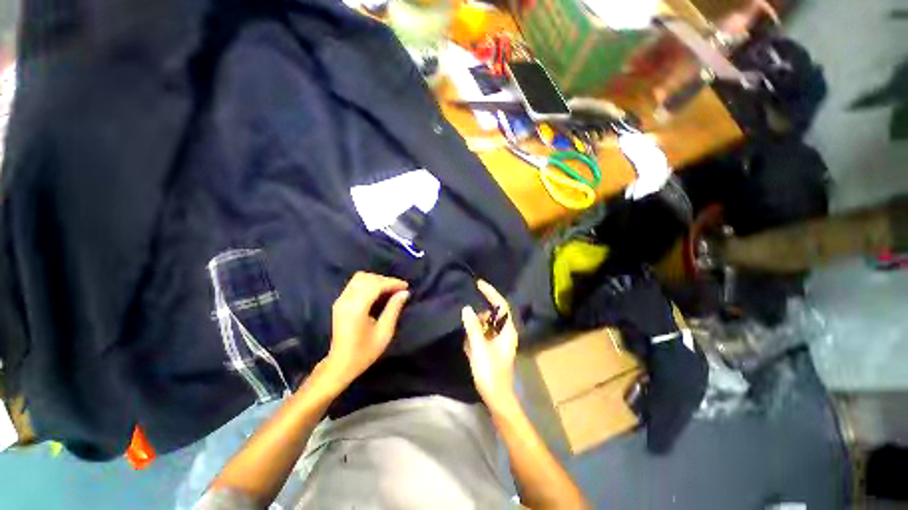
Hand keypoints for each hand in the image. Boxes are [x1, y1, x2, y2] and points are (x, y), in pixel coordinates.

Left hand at [325, 272, 409, 387]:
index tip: (405, 286)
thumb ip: (393, 309)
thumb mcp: (384, 333)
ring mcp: (341, 300)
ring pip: (359, 278)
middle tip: (398, 289)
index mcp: (356, 309)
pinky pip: (355, 284)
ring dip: (376, 280)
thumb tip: (404, 293)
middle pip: (366, 278)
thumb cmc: (365, 352)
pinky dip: (369, 283)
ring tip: (390, 290)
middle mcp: (346, 300)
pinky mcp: (340, 302)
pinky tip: (378, 293)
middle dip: (385, 280)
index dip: (392, 283)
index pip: (375, 285)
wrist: (340, 364)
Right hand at [462, 280, 519, 414]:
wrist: (496, 398)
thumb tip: (466, 308)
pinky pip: (483, 335)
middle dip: (479, 316)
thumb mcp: (479, 349)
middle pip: (492, 315)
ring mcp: (499, 341)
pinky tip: (469, 346)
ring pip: (486, 325)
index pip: (501, 305)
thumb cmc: (490, 373)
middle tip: (467, 322)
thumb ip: (473, 328)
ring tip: (468, 340)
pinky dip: (475, 336)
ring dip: (476, 327)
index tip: (478, 284)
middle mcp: (505, 333)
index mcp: (507, 331)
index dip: (491, 292)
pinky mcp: (493, 348)